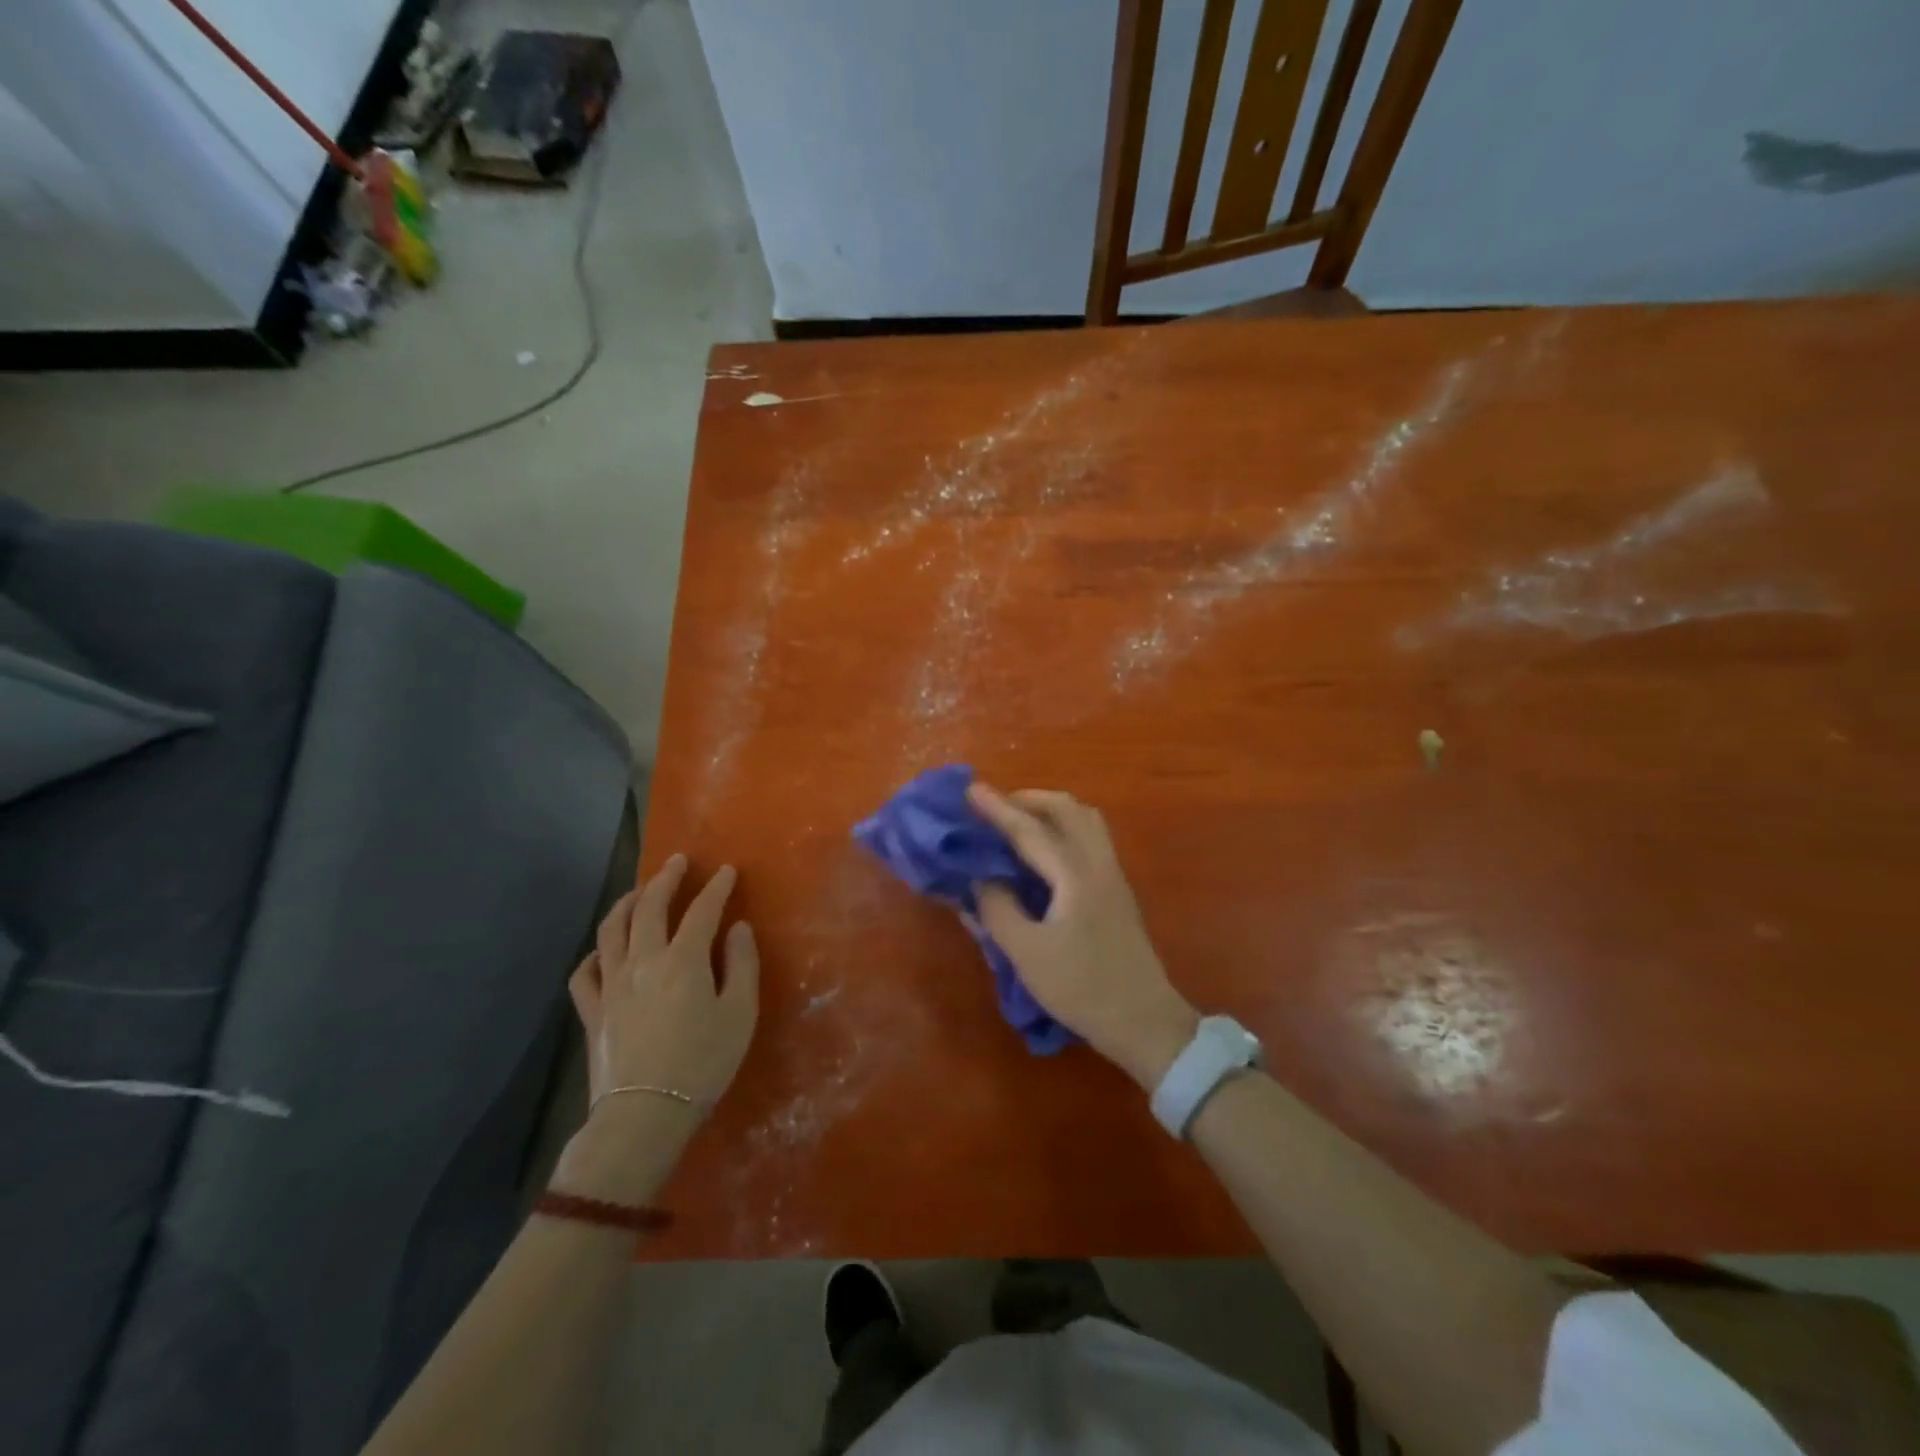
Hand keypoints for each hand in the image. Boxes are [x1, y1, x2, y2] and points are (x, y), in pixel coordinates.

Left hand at [568, 855, 759, 1115]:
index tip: (727, 870)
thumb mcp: (740, 1014)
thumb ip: (742, 965)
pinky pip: (585, 971)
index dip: (717, 887)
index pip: (702, 910)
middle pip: (650, 907)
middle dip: (666, 879)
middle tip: (678, 862)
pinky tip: (604, 950)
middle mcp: (643, 961)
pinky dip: (595, 952)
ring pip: (611, 929)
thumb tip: (738, 928)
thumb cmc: (702, 1064)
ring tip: (639, 892)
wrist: (643, 1116)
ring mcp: (611, 985)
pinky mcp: (592, 1011)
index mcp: (683, 960)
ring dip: (627, 903)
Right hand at [967, 784, 1198, 1088]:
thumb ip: (998, 909)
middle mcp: (1098, 864)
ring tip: (1018, 822)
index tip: (970, 789)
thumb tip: (979, 878)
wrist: (1144, 1020)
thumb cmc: (1082, 988)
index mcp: (1075, 876)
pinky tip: (1044, 850)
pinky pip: (1091, 837)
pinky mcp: (1118, 890)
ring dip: (1050, 810)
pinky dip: (1064, 827)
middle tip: (995, 807)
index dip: (997, 809)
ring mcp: (1113, 874)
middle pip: (1067, 809)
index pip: (1029, 830)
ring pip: (1085, 820)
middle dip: (1028, 800)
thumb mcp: (1027, 954)